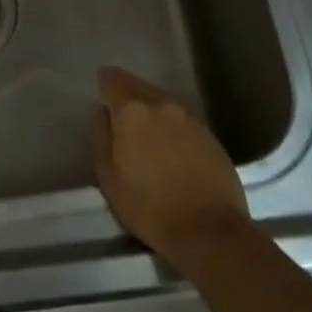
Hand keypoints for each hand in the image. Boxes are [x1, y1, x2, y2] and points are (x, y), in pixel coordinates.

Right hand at [94, 66, 250, 266]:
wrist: (210, 231)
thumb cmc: (149, 207)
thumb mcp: (109, 178)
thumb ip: (102, 137)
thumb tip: (103, 113)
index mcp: (132, 111)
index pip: (113, 80)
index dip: (105, 81)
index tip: (101, 86)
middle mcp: (161, 104)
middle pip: (139, 86)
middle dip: (127, 92)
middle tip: (120, 109)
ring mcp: (189, 118)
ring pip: (162, 101)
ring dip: (150, 108)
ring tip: (144, 127)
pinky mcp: (209, 134)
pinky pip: (181, 119)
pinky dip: (171, 124)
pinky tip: (169, 144)